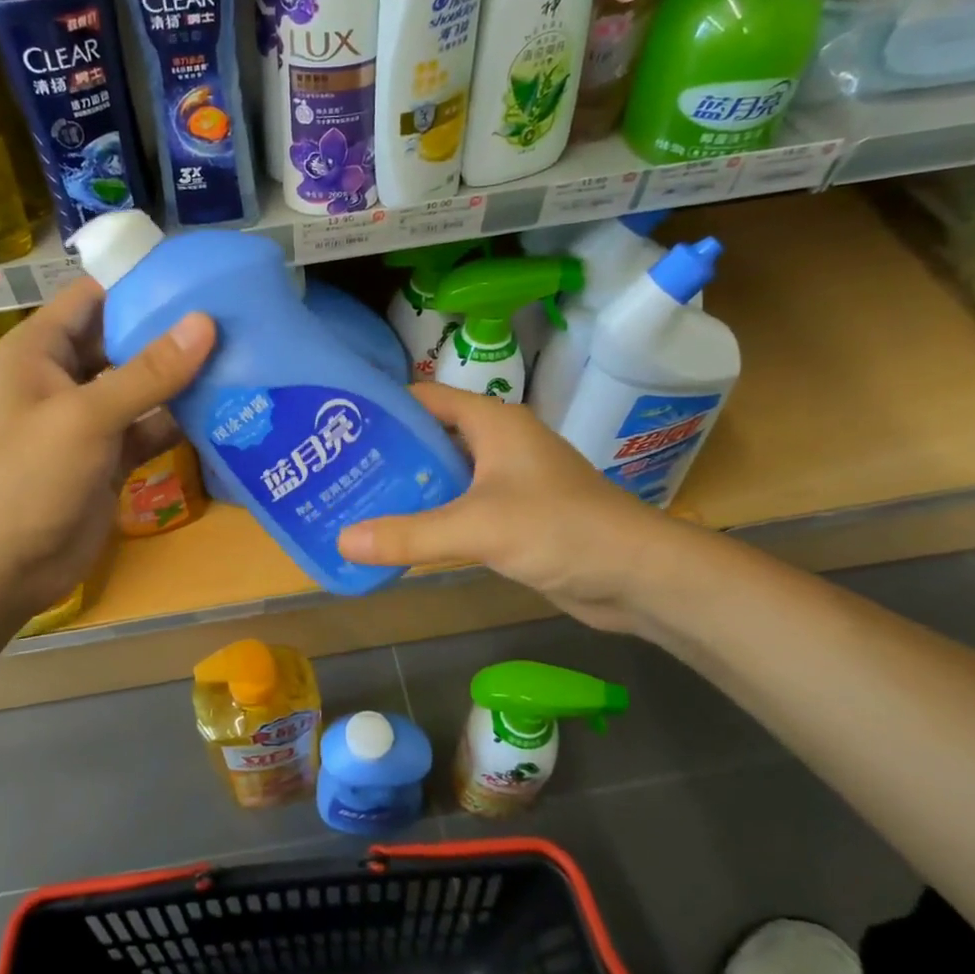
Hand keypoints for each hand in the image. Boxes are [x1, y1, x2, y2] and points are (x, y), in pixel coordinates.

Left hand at [0, 279, 214, 624]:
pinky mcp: (108, 458)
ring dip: (183, 378)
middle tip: (235, 317)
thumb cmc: (28, 478)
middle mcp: (62, 378)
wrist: (2, 571)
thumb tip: (205, 323)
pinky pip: (149, 428)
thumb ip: (148, 372)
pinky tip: (225, 411)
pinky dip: (179, 422)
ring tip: (242, 356)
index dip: (140, 284)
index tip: (199, 276)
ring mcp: (87, 421)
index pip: (92, 298)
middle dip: (172, 331)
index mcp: (38, 351)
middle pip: (122, 341)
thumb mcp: (86, 417)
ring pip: (141, 387)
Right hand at [336, 384, 698, 633]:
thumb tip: (341, 540)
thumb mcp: (477, 528)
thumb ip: (408, 534)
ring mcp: (509, 480)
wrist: (637, 575)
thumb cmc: (560, 529)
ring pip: (445, 475)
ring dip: (408, 488)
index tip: (337, 428)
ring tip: (356, 502)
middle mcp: (499, 443)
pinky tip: (400, 534)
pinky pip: (462, 507)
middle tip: (337, 473)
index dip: (381, 408)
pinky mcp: (515, 515)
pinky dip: (432, 517)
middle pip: (430, 436)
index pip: (423, 398)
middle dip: (387, 454)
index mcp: (492, 422)